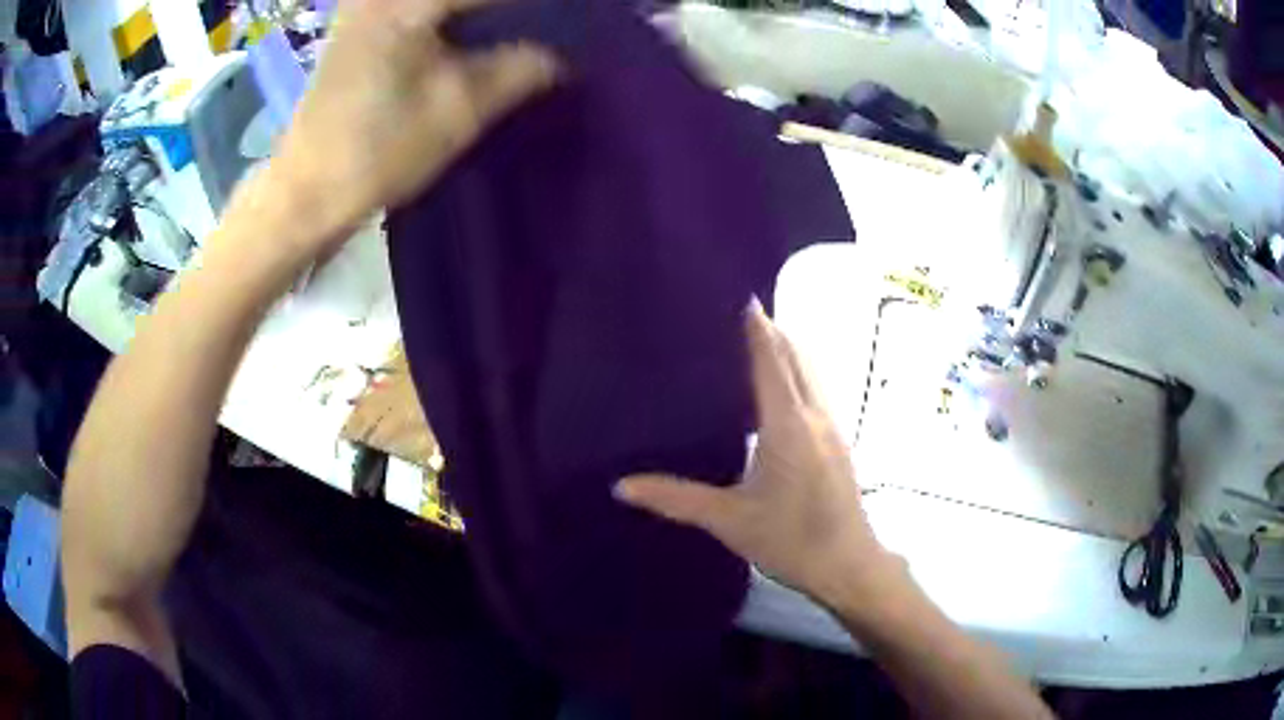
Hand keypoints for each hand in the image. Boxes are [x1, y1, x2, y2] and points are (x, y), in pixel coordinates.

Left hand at [272, 0, 557, 244]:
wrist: (306, 193)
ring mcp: (363, 9)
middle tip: (534, 31)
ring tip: (507, 36)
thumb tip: (560, 58)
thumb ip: (518, 71)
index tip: (566, 19)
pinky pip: (416, 12)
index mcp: (405, 5)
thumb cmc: (377, 152)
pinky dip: (450, 20)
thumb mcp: (458, 111)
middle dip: (498, 13)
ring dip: (473, 18)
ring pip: (437, 7)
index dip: (531, 8)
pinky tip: (468, 37)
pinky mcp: (357, 28)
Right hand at [615, 302, 900, 603]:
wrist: (848, 565)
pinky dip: (798, 373)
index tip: (741, 295)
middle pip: (797, 355)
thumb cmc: (790, 541)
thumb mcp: (729, 521)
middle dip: (772, 329)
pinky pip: (817, 389)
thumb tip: (622, 486)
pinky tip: (779, 389)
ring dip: (788, 350)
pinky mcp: (839, 441)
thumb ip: (676, 499)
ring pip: (812, 371)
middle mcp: (815, 415)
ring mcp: (833, 426)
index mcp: (788, 425)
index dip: (758, 325)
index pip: (771, 360)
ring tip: (755, 341)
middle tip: (737, 313)